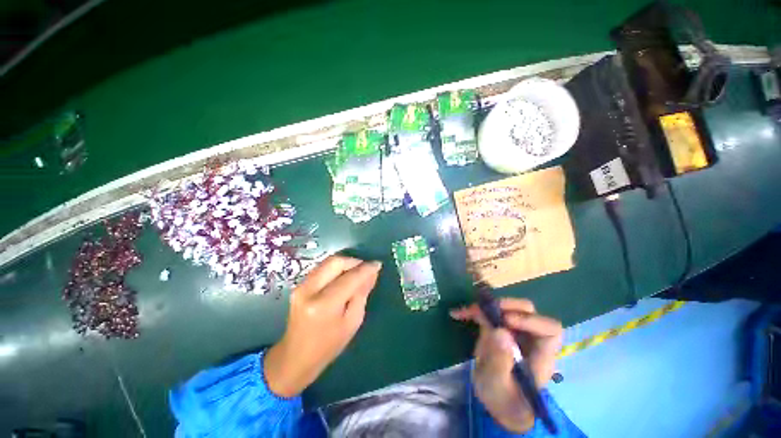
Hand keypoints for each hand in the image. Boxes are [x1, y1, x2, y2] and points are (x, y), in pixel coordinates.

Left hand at [264, 256, 380, 396]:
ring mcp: (301, 286)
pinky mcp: (299, 285)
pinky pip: (322, 268)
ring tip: (357, 272)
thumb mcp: (353, 321)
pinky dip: (336, 268)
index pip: (350, 277)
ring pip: (328, 262)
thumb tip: (372, 272)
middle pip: (336, 262)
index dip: (366, 268)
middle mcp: (309, 290)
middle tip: (366, 268)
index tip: (378, 264)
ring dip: (345, 263)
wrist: (296, 357)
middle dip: (354, 261)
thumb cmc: (329, 345)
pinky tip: (344, 276)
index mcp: (324, 305)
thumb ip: (362, 293)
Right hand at [450, 299, 562, 432]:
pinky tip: (459, 314)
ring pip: (508, 308)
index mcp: (540, 356)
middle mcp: (530, 339)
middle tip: (487, 309)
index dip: (531, 320)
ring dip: (487, 306)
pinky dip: (474, 311)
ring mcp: (514, 332)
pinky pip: (489, 313)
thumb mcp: (498, 385)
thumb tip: (500, 331)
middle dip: (507, 306)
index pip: (550, 330)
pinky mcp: (498, 329)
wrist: (495, 401)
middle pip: (529, 312)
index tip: (506, 321)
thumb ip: (500, 361)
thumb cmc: (503, 400)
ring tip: (469, 311)